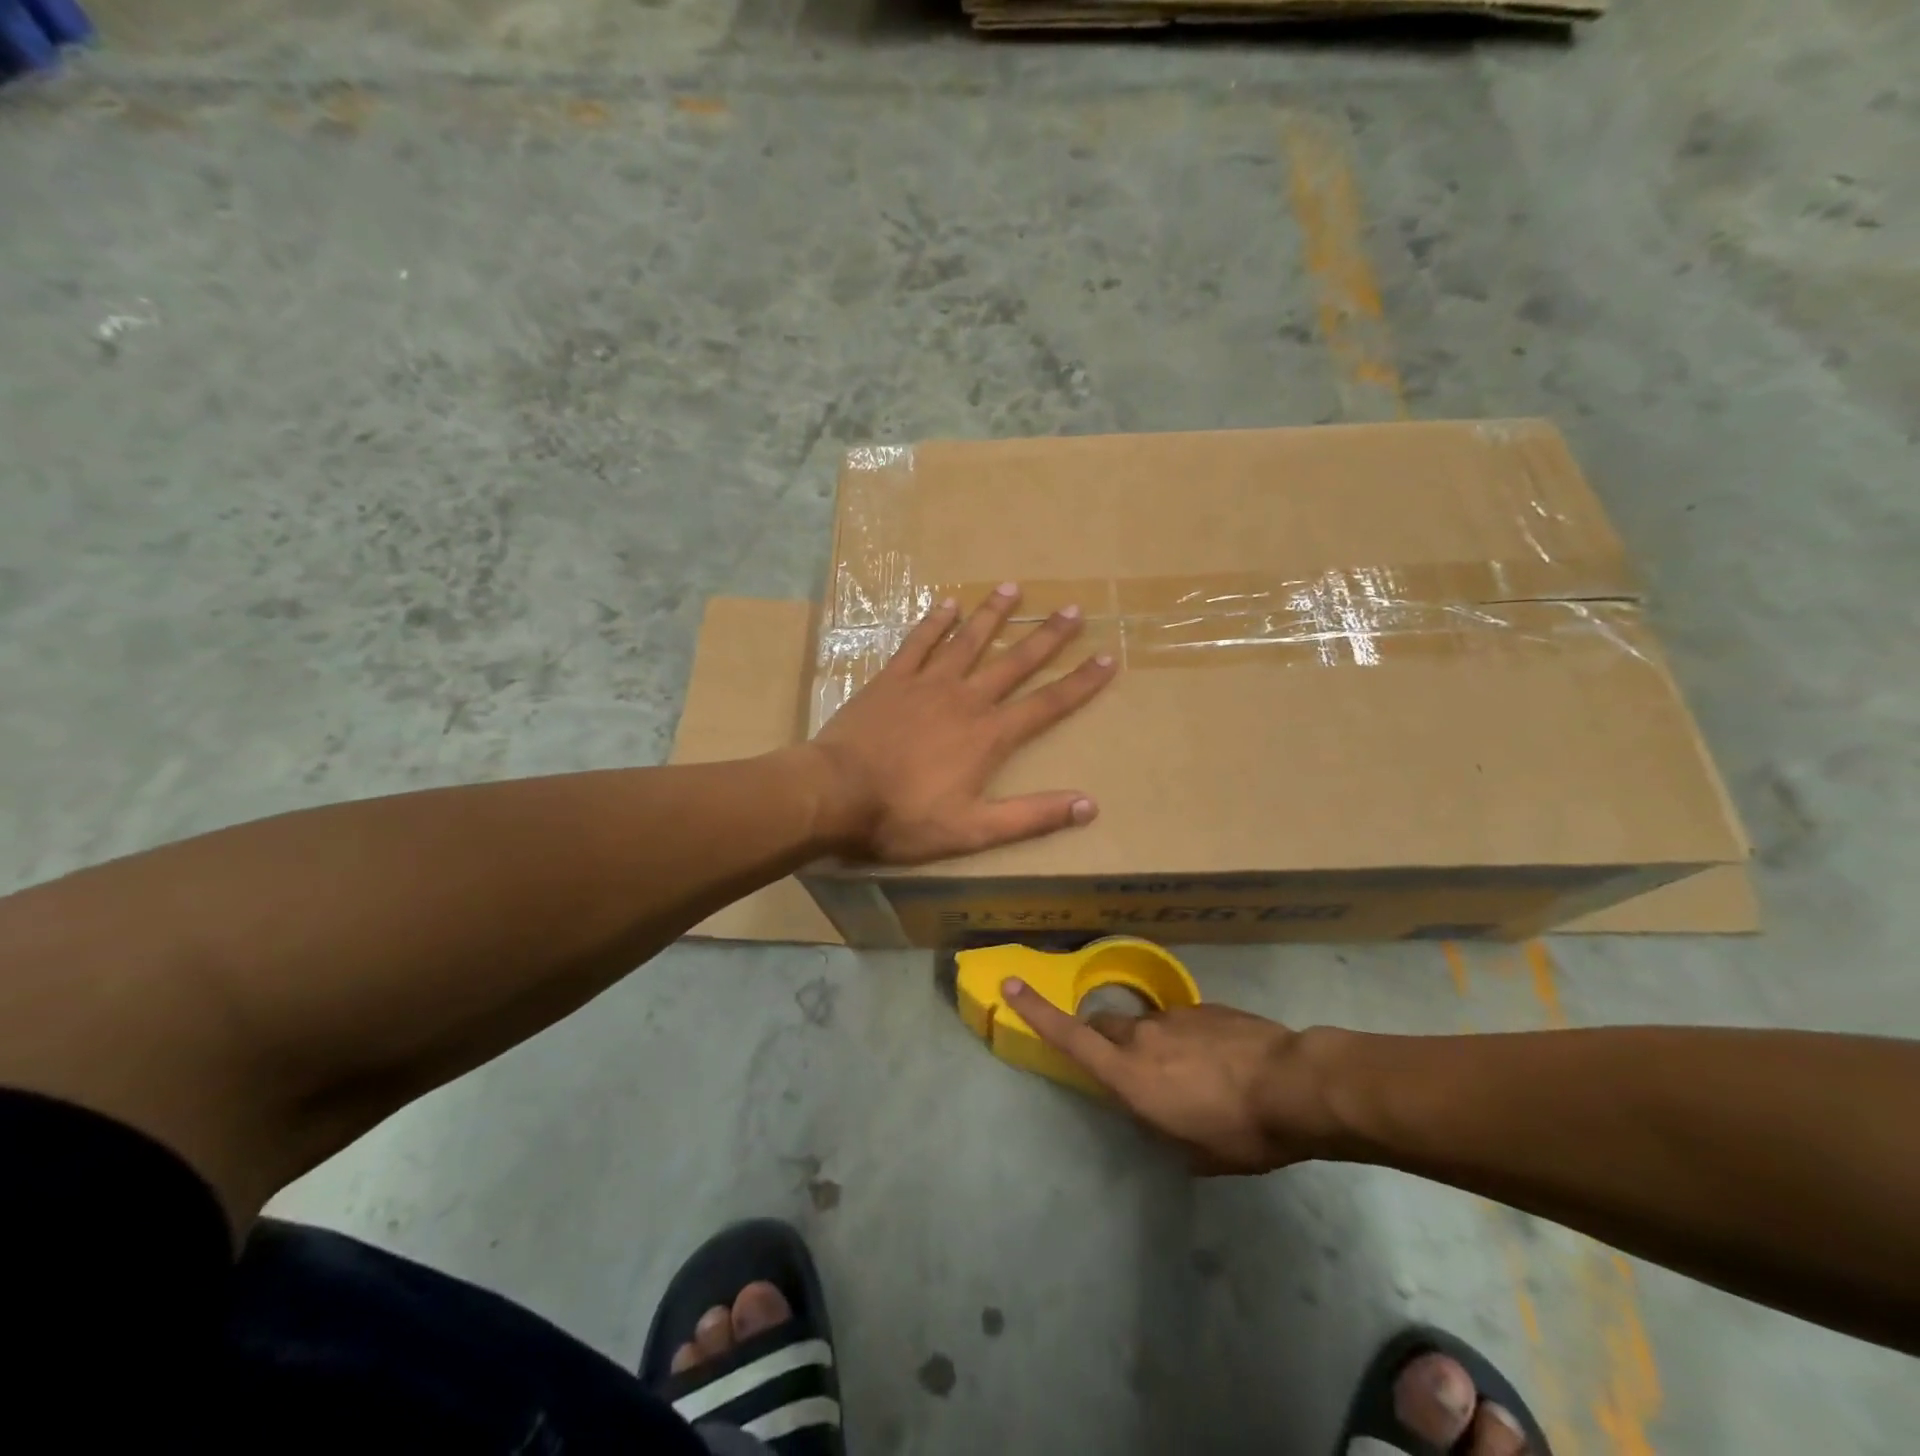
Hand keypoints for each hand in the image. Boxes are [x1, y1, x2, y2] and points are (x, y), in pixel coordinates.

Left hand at [806, 584, 1116, 864]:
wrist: (836, 794)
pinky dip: (934, 621)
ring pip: (969, 641)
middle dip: (1047, 637)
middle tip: (1073, 610)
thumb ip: (1032, 816)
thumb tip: (1089, 805)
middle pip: (1015, 662)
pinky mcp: (892, 679)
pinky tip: (948, 603)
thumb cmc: (904, 816)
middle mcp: (966, 699)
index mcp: (989, 735)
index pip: (1047, 704)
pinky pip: (918, 642)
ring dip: (993, 615)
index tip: (1108, 658)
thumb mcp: (974, 830)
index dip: (1081, 682)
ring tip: (1013, 589)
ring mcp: (927, 684)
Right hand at [1005, 979, 1327, 1174]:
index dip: (1036, 1011)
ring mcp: (1174, 1017)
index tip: (1009, 984)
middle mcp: (1143, 1037)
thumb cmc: (1241, 1131)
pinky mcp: (1203, 1007)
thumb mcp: (1195, 1152)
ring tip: (1191, 1073)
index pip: (1071, 1038)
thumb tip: (1158, 1118)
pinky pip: (1181, 1021)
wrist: (1296, 1084)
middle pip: (1103, 1025)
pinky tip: (1219, 1061)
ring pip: (1145, 1025)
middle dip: (1103, 1040)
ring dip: (1153, 1044)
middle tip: (1128, 1066)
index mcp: (1131, 1075)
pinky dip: (1186, 1039)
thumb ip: (1162, 1129)